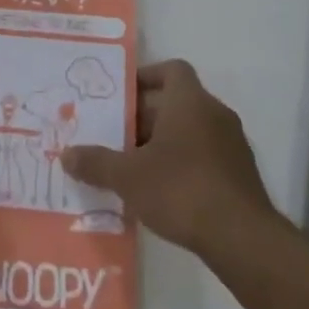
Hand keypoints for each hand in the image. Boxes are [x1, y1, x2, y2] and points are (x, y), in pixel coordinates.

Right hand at [62, 60, 278, 255]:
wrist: (242, 238)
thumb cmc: (181, 189)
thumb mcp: (128, 176)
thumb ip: (96, 163)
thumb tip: (67, 155)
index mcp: (190, 101)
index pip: (172, 69)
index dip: (147, 76)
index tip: (122, 94)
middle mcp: (215, 114)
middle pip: (176, 102)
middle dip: (145, 117)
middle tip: (114, 135)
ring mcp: (232, 144)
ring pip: (191, 130)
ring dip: (163, 142)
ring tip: (132, 166)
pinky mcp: (240, 174)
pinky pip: (205, 155)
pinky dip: (183, 164)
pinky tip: (161, 192)